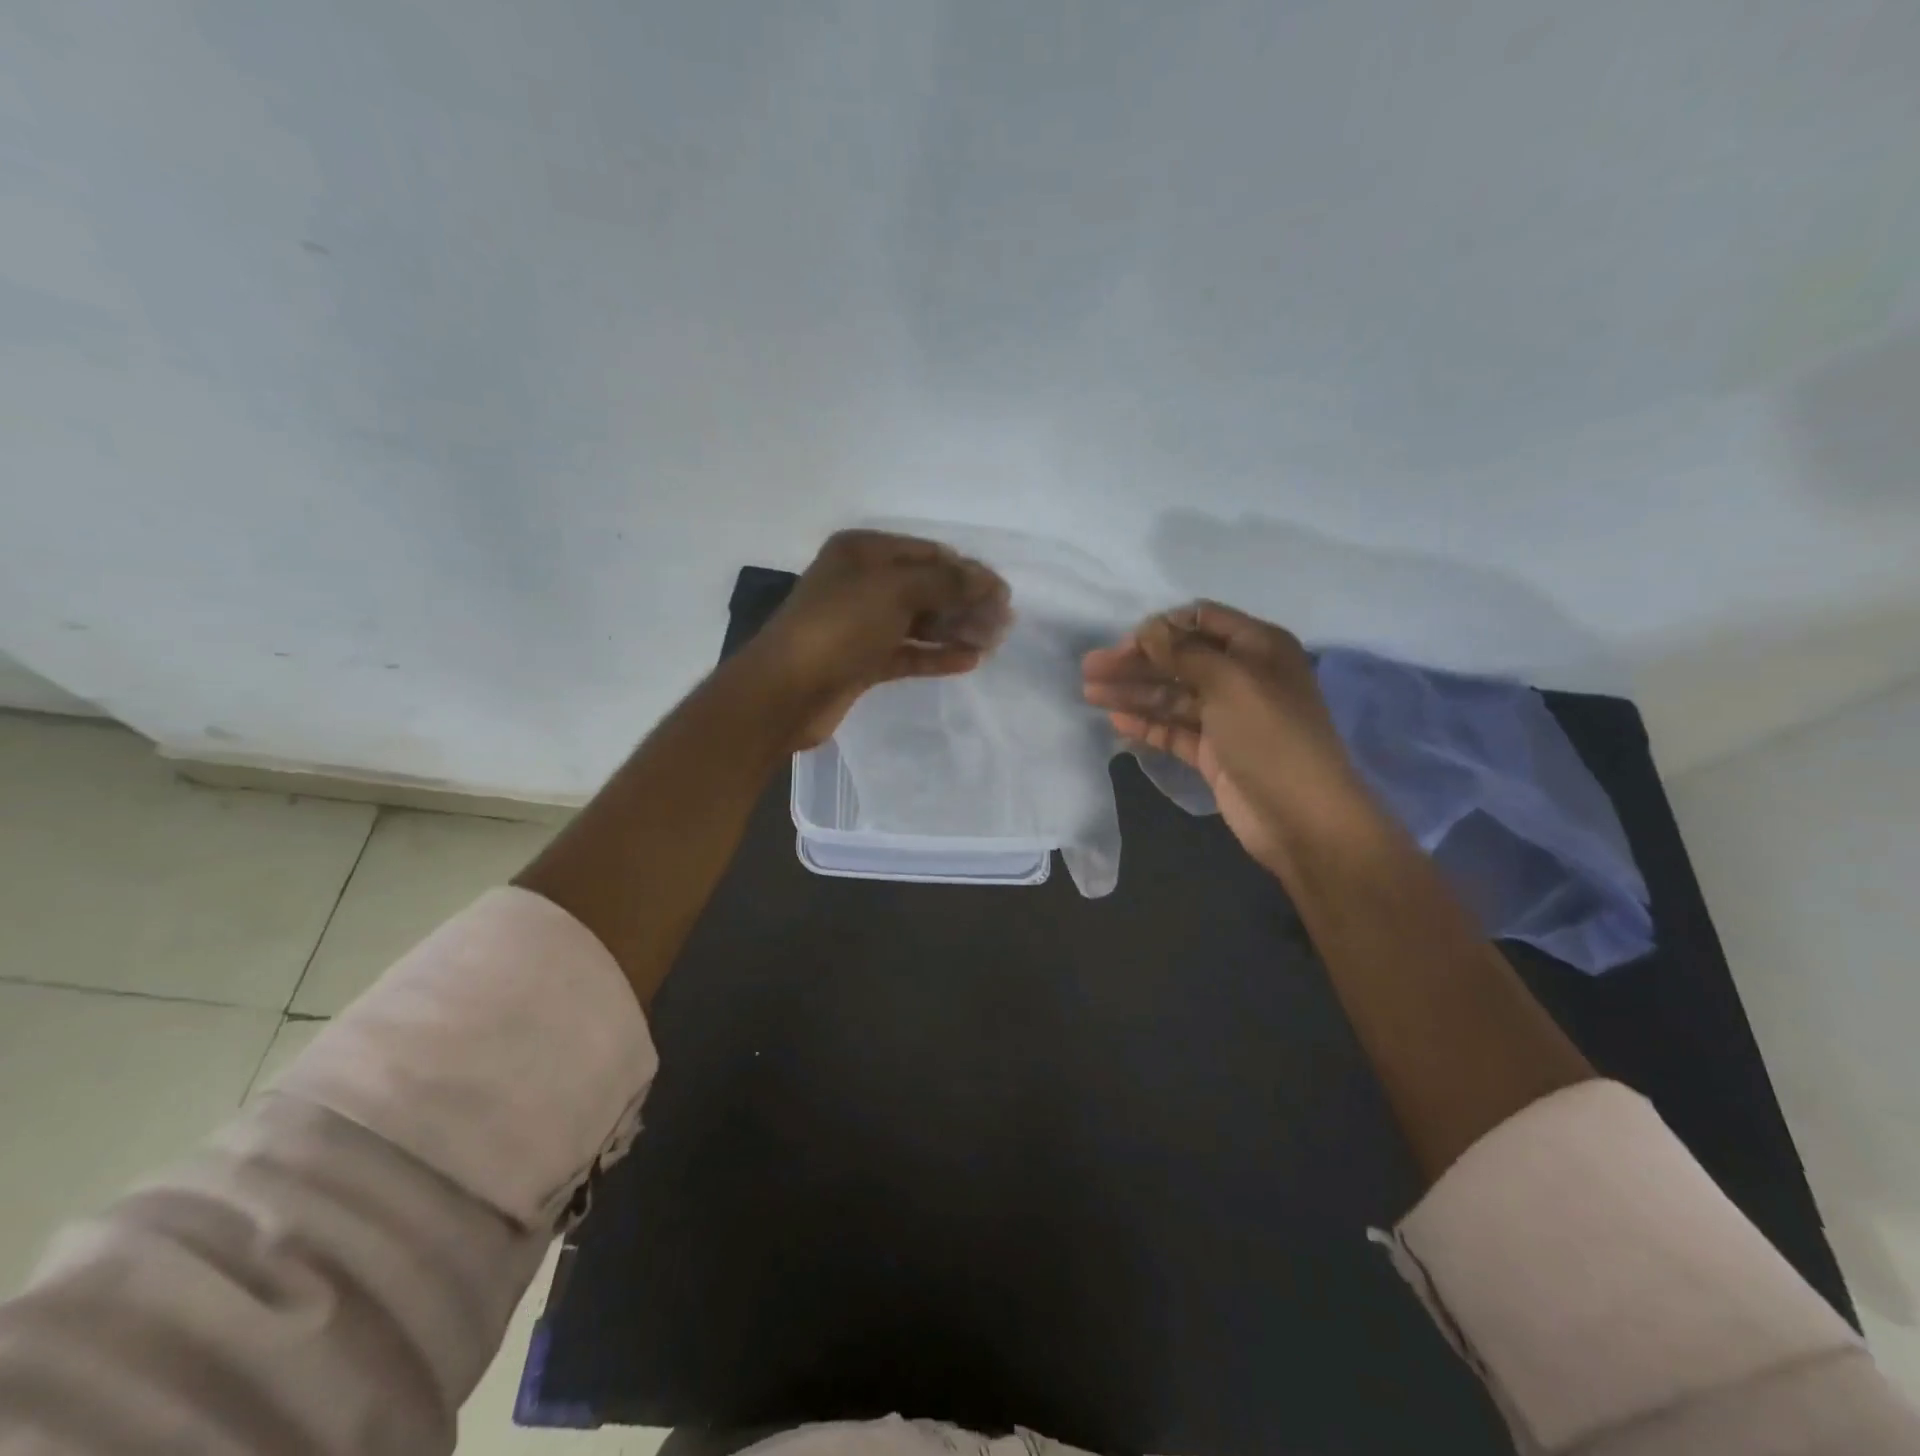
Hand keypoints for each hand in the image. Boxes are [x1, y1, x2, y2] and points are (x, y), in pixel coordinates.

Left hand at [744, 529, 1011, 749]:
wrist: (785, 691)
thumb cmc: (839, 627)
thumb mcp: (896, 591)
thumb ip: (947, 583)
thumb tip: (989, 582)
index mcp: (864, 552)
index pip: (929, 554)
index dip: (968, 571)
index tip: (1003, 595)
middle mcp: (862, 582)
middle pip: (926, 587)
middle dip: (965, 602)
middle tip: (1003, 624)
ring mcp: (861, 624)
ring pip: (919, 621)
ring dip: (955, 629)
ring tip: (992, 642)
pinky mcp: (862, 661)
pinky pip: (908, 652)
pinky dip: (936, 654)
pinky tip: (969, 661)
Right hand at [1082, 602, 1372, 875]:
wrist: (1301, 817)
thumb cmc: (1270, 736)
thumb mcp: (1229, 681)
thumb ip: (1183, 652)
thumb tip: (1147, 629)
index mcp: (1258, 647)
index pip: (1202, 621)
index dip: (1161, 628)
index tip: (1124, 642)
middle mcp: (1242, 676)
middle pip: (1179, 660)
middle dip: (1136, 662)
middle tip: (1090, 669)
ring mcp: (1226, 717)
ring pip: (1172, 696)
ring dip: (1133, 692)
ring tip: (1089, 693)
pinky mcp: (1213, 751)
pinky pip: (1173, 729)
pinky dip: (1146, 724)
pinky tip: (1116, 722)